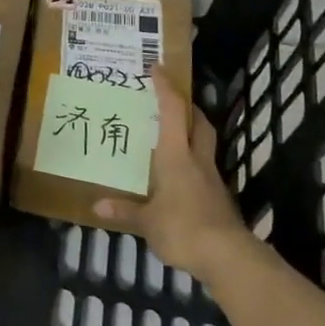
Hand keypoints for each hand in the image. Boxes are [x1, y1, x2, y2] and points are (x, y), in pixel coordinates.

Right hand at [94, 67, 246, 274]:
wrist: (228, 257)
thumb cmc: (182, 228)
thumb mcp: (146, 221)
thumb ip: (124, 210)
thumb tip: (96, 205)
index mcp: (176, 155)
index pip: (174, 111)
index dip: (166, 87)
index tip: (157, 68)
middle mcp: (197, 159)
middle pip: (199, 122)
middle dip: (187, 106)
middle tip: (170, 99)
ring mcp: (211, 178)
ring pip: (205, 143)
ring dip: (192, 132)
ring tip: (172, 134)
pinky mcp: (219, 197)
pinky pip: (204, 168)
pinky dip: (193, 161)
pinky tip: (179, 174)